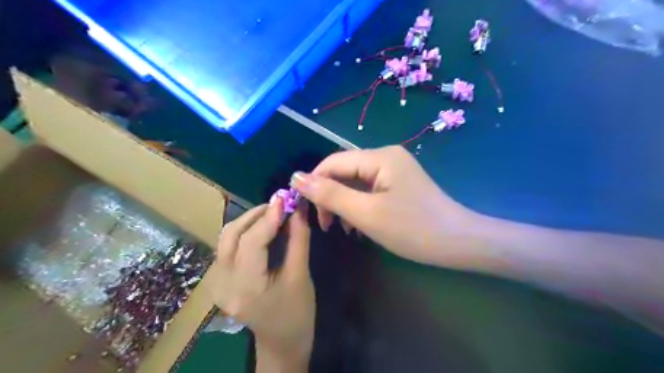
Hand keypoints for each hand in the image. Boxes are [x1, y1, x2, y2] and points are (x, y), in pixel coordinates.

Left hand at [208, 197, 313, 369]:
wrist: (281, 343)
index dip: (269, 217)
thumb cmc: (297, 314)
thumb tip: (299, 208)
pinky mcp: (219, 279)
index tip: (285, 197)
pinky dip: (246, 231)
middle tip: (280, 203)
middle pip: (232, 235)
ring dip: (250, 220)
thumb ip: (299, 238)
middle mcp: (223, 283)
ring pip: (227, 237)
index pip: (252, 242)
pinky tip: (264, 227)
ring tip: (274, 212)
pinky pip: (229, 245)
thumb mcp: (301, 275)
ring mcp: (216, 282)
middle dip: (257, 214)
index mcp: (246, 288)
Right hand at [290, 145, 477, 268]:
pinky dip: (358, 205)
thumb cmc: (412, 228)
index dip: (314, 183)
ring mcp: (394, 170)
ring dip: (343, 202)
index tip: (305, 210)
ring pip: (355, 182)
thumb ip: (330, 194)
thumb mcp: (366, 213)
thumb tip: (296, 177)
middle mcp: (386, 156)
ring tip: (341, 228)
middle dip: (330, 196)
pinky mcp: (398, 184)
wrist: (459, 243)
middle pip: (345, 171)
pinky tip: (357, 224)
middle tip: (326, 225)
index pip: (333, 162)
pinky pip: (369, 190)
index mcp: (379, 157)